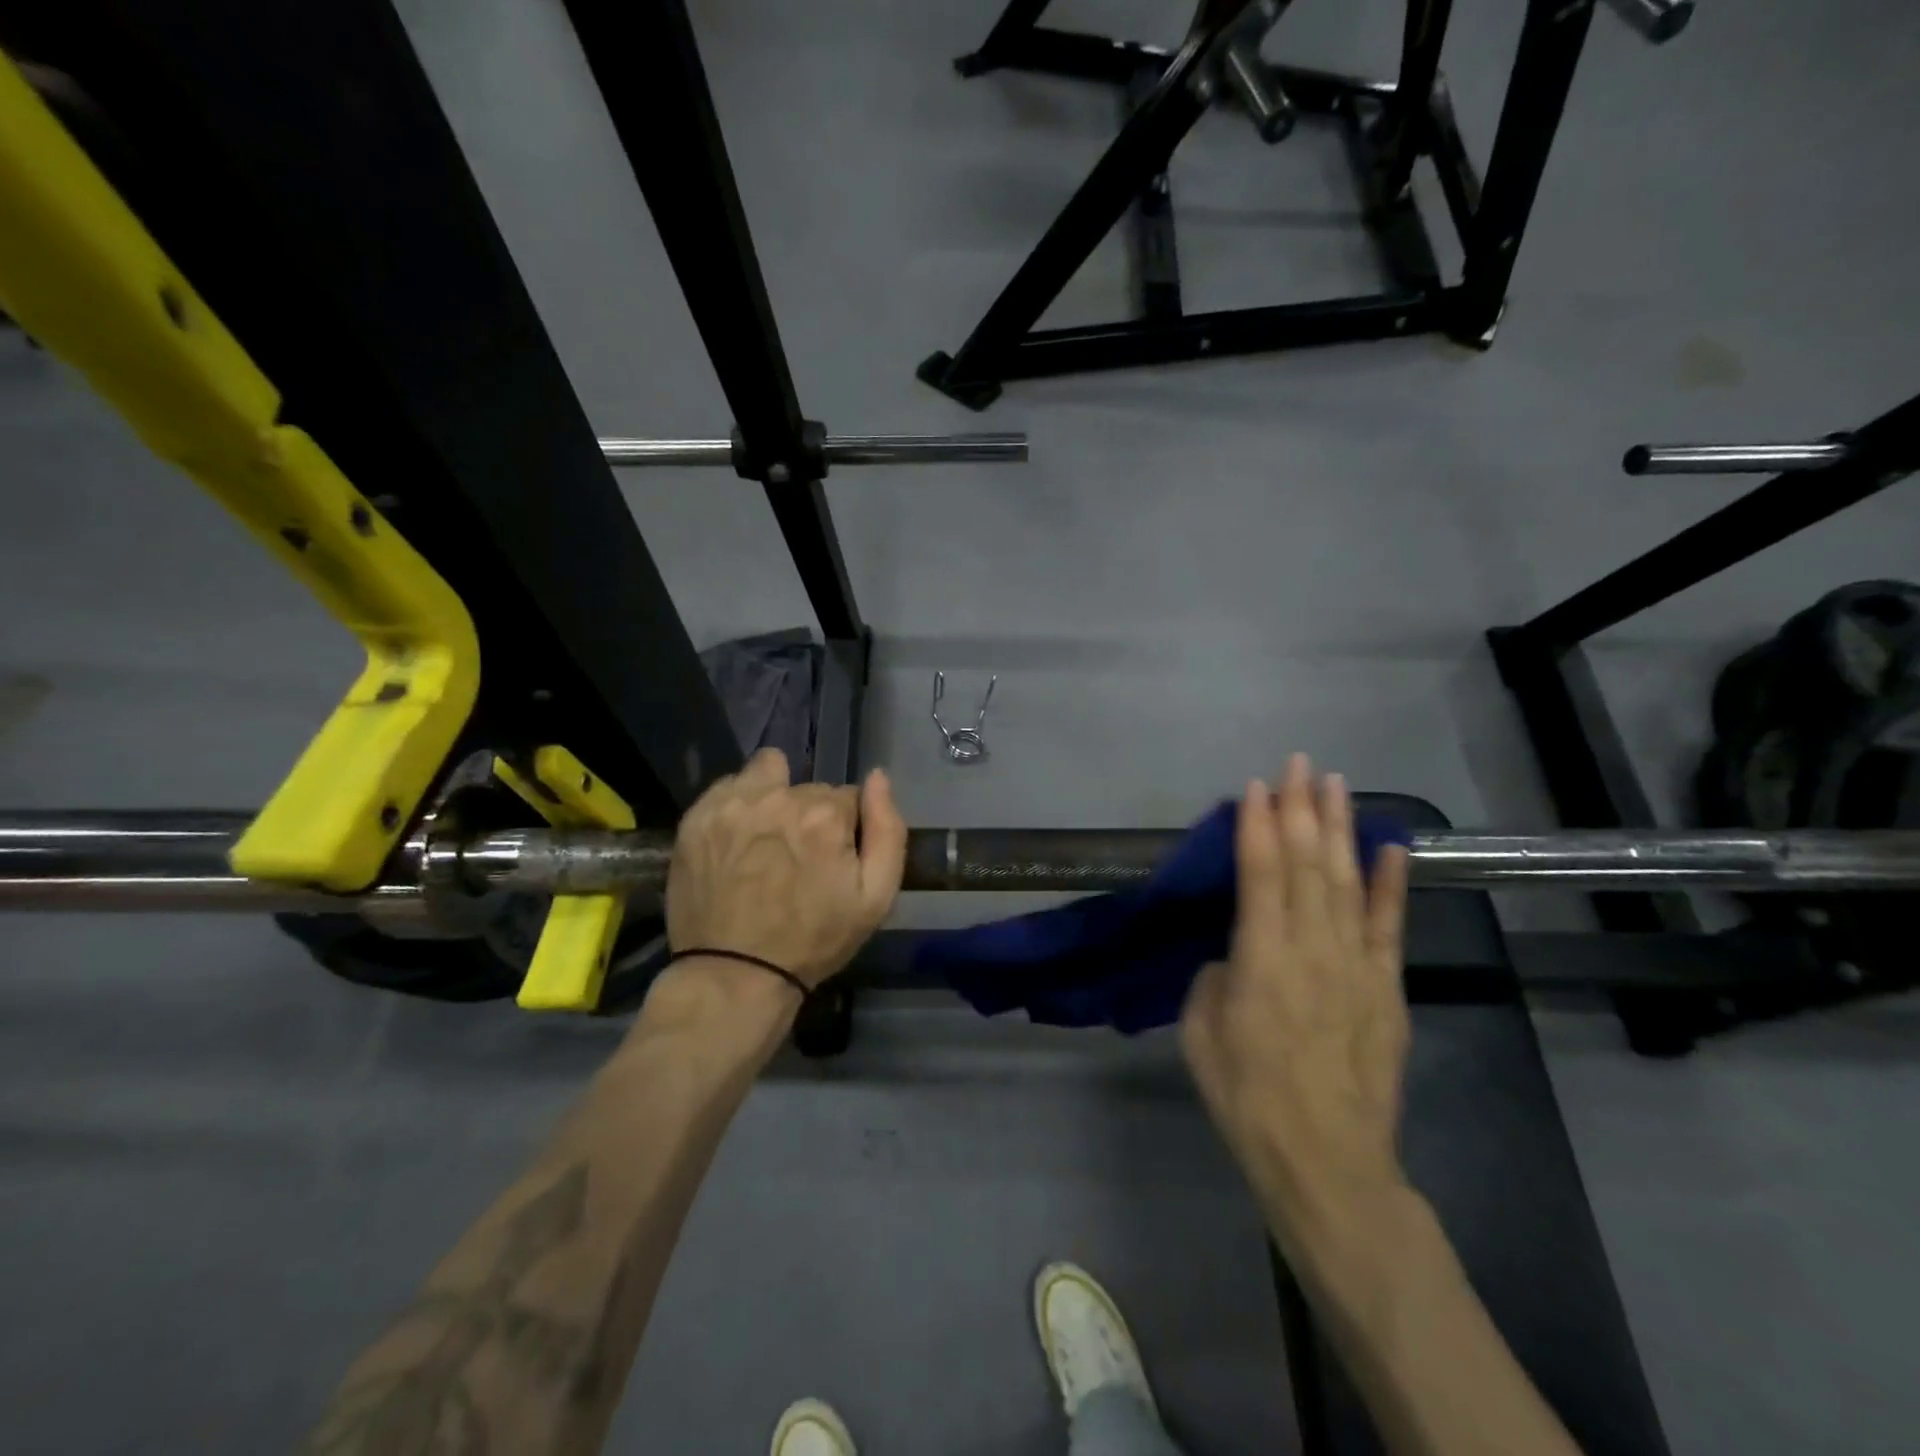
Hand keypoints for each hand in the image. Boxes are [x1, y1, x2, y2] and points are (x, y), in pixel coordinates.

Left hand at [664, 749, 907, 991]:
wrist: (734, 974)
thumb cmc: (814, 940)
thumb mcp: (875, 898)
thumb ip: (888, 830)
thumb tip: (879, 777)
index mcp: (824, 815)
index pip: (848, 797)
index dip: (845, 830)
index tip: (833, 861)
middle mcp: (778, 796)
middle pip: (808, 788)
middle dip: (810, 816)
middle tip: (798, 860)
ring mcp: (731, 804)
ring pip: (768, 774)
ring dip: (774, 797)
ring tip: (766, 838)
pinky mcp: (697, 817)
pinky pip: (729, 787)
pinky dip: (739, 805)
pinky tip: (738, 839)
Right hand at [1181, 754, 1411, 1231]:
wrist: (1326, 1159)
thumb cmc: (1247, 1095)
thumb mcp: (1201, 1031)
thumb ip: (1216, 977)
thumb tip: (1236, 955)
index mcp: (1260, 958)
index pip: (1260, 873)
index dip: (1257, 825)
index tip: (1256, 785)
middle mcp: (1311, 948)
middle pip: (1306, 864)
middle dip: (1300, 808)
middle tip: (1299, 763)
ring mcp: (1355, 965)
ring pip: (1345, 881)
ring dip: (1339, 828)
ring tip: (1336, 783)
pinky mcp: (1385, 987)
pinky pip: (1388, 925)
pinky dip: (1390, 883)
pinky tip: (1392, 846)